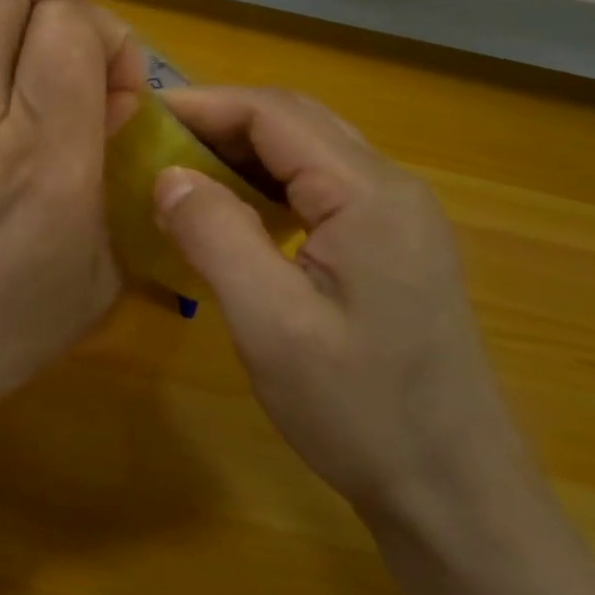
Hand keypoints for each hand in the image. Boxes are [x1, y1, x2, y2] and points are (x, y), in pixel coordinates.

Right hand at [153, 87, 526, 520]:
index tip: (141, 118)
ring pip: (311, 153)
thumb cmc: (360, 410)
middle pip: (296, 122)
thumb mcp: (271, 324)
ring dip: (246, 153)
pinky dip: (272, 185)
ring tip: (185, 174)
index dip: (203, 105)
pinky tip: (240, 216)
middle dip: (222, 122)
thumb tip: (168, 175)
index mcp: (368, 192)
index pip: (274, 113)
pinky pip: (325, 188)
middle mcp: (392, 187)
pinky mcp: (396, 245)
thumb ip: (215, 236)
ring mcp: (401, 216)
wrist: (454, 489)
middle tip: (155, 145)